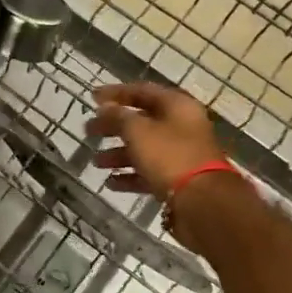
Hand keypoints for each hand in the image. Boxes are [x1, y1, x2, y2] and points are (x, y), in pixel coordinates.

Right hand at [85, 81, 223, 199]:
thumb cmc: (169, 156)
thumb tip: (104, 108)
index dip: (115, 93)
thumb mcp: (138, 131)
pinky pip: (149, 172)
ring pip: (144, 148)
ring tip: (95, 161)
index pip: (142, 91)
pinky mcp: (178, 180)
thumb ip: (118, 117)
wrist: (202, 201)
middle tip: (89, 131)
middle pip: (142, 121)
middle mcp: (181, 126)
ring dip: (118, 153)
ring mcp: (181, 155)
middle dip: (113, 126)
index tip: (92, 98)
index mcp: (177, 106)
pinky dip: (130, 175)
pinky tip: (111, 182)